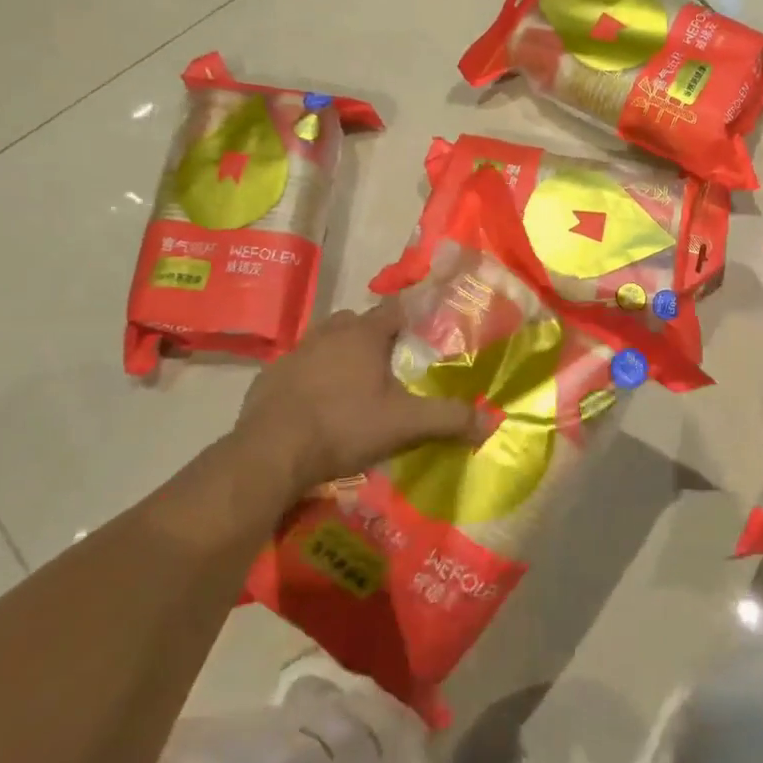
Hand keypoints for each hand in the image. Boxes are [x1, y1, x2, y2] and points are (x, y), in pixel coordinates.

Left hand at [230, 300, 473, 495]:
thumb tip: (492, 422)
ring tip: (354, 383)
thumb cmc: (344, 427)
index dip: (413, 315)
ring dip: (341, 353)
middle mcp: (329, 333)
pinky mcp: (270, 376)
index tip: (426, 329)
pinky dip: (312, 376)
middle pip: (359, 321)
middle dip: (375, 335)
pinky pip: (300, 365)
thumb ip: (449, 419)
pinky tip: (317, 403)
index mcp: (364, 334)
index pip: (396, 308)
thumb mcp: (405, 424)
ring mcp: (295, 352)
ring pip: (326, 340)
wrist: (270, 454)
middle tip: (391, 362)